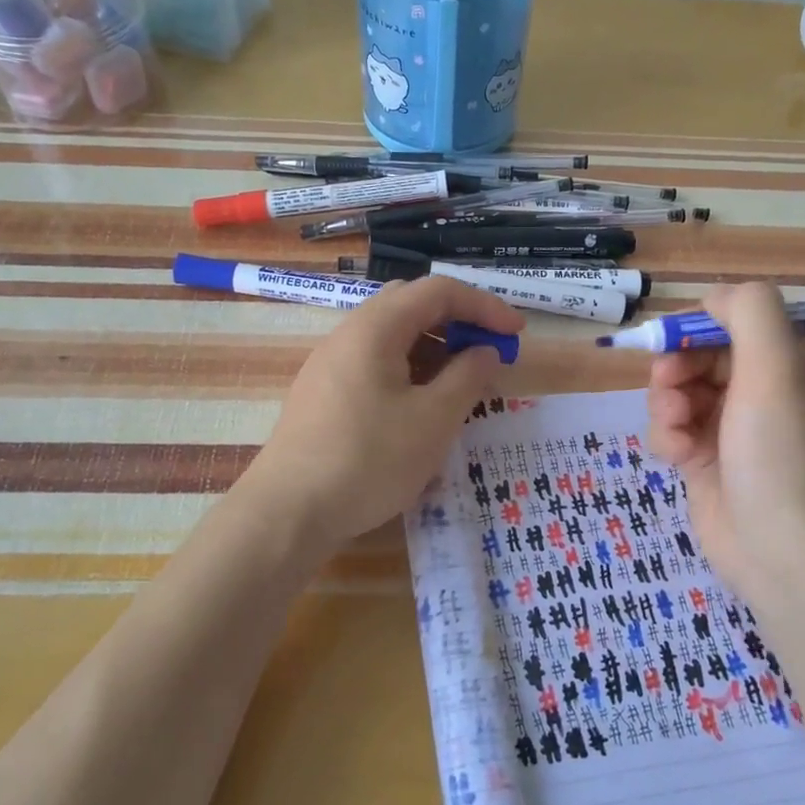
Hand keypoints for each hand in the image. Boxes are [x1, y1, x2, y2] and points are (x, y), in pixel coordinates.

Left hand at [241, 277, 525, 549]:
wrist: (288, 513)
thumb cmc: (368, 461)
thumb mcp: (433, 420)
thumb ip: (468, 378)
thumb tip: (485, 351)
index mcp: (375, 328)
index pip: (439, 292)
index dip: (484, 305)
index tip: (516, 334)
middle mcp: (349, 334)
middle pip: (412, 305)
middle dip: (457, 322)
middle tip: (488, 353)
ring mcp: (331, 364)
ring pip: (393, 337)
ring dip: (434, 348)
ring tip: (461, 385)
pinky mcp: (324, 393)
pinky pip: (375, 363)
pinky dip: (409, 371)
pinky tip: (422, 408)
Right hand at [645, 283, 804, 610]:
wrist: (782, 556)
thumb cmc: (782, 457)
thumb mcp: (776, 371)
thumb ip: (750, 314)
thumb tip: (714, 297)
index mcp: (795, 365)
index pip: (742, 321)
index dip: (705, 324)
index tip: (678, 338)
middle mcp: (768, 392)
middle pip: (704, 354)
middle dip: (679, 365)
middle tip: (668, 383)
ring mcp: (735, 428)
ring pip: (681, 390)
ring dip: (668, 402)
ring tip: (677, 428)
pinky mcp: (707, 460)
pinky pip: (674, 428)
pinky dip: (668, 436)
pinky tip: (676, 456)